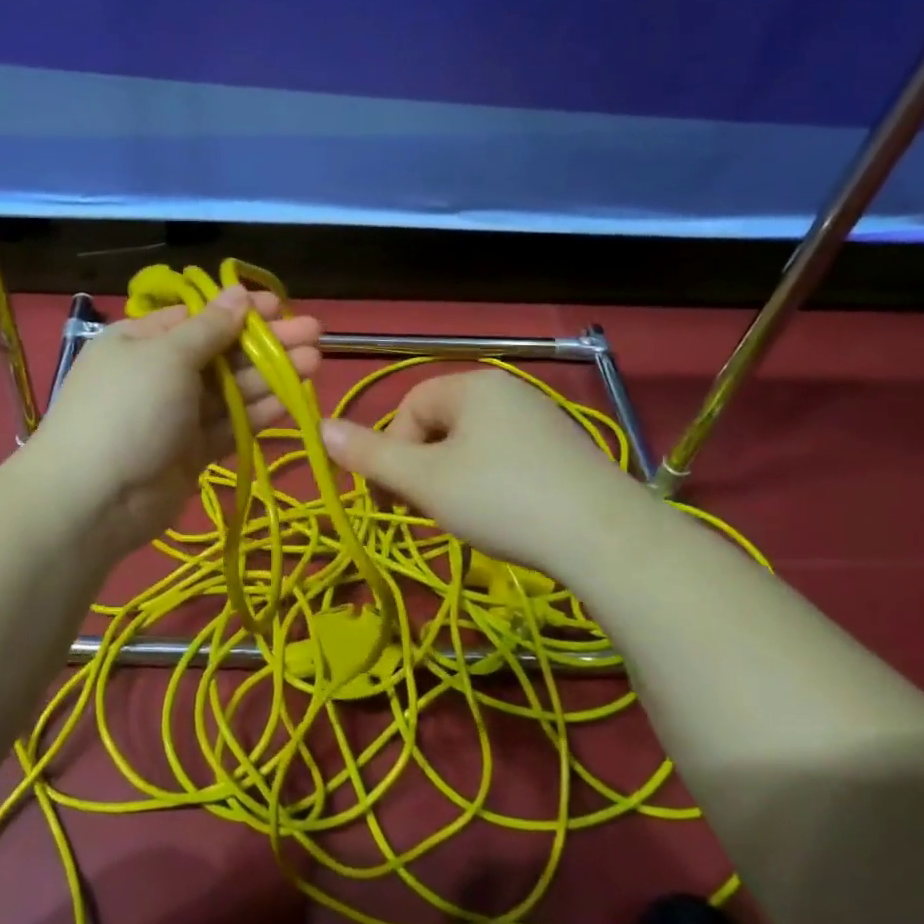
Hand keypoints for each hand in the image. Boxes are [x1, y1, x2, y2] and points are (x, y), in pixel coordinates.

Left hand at [26, 285, 322, 557]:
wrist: (94, 499)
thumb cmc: (128, 409)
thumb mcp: (166, 356)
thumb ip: (209, 328)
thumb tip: (238, 294)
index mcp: (142, 341)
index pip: (199, 318)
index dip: (241, 311)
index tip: (282, 306)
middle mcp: (160, 374)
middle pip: (222, 353)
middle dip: (267, 343)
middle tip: (315, 334)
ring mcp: (176, 416)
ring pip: (231, 391)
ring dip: (271, 376)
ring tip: (315, 362)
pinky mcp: (191, 453)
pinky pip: (229, 426)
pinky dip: (258, 414)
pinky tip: (292, 400)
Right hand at [320, 370, 642, 581]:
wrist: (605, 538)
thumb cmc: (500, 500)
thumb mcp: (423, 481)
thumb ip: (369, 455)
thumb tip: (319, 427)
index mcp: (473, 386)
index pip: (410, 407)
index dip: (392, 452)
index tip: (393, 498)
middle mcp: (510, 391)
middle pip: (442, 425)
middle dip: (424, 467)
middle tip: (430, 510)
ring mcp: (544, 419)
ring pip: (474, 445)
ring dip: (455, 479)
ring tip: (468, 518)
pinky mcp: (567, 451)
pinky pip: (509, 459)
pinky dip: (493, 485)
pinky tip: (506, 517)